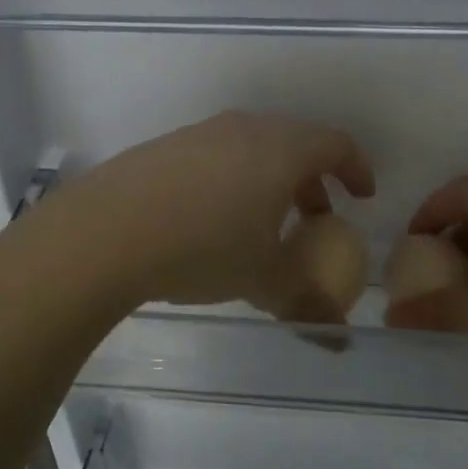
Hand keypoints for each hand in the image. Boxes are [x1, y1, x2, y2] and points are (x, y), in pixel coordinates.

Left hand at [62, 111, 374, 319]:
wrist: (105, 232)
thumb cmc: (203, 247)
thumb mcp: (263, 280)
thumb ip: (307, 305)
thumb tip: (339, 339)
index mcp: (280, 148)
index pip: (335, 144)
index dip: (357, 169)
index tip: (362, 197)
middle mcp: (244, 129)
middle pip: (294, 142)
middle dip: (313, 179)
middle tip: (315, 217)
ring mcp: (199, 133)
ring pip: (252, 147)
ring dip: (270, 180)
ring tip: (264, 223)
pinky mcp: (164, 147)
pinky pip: (215, 156)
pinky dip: (232, 179)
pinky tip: (212, 219)